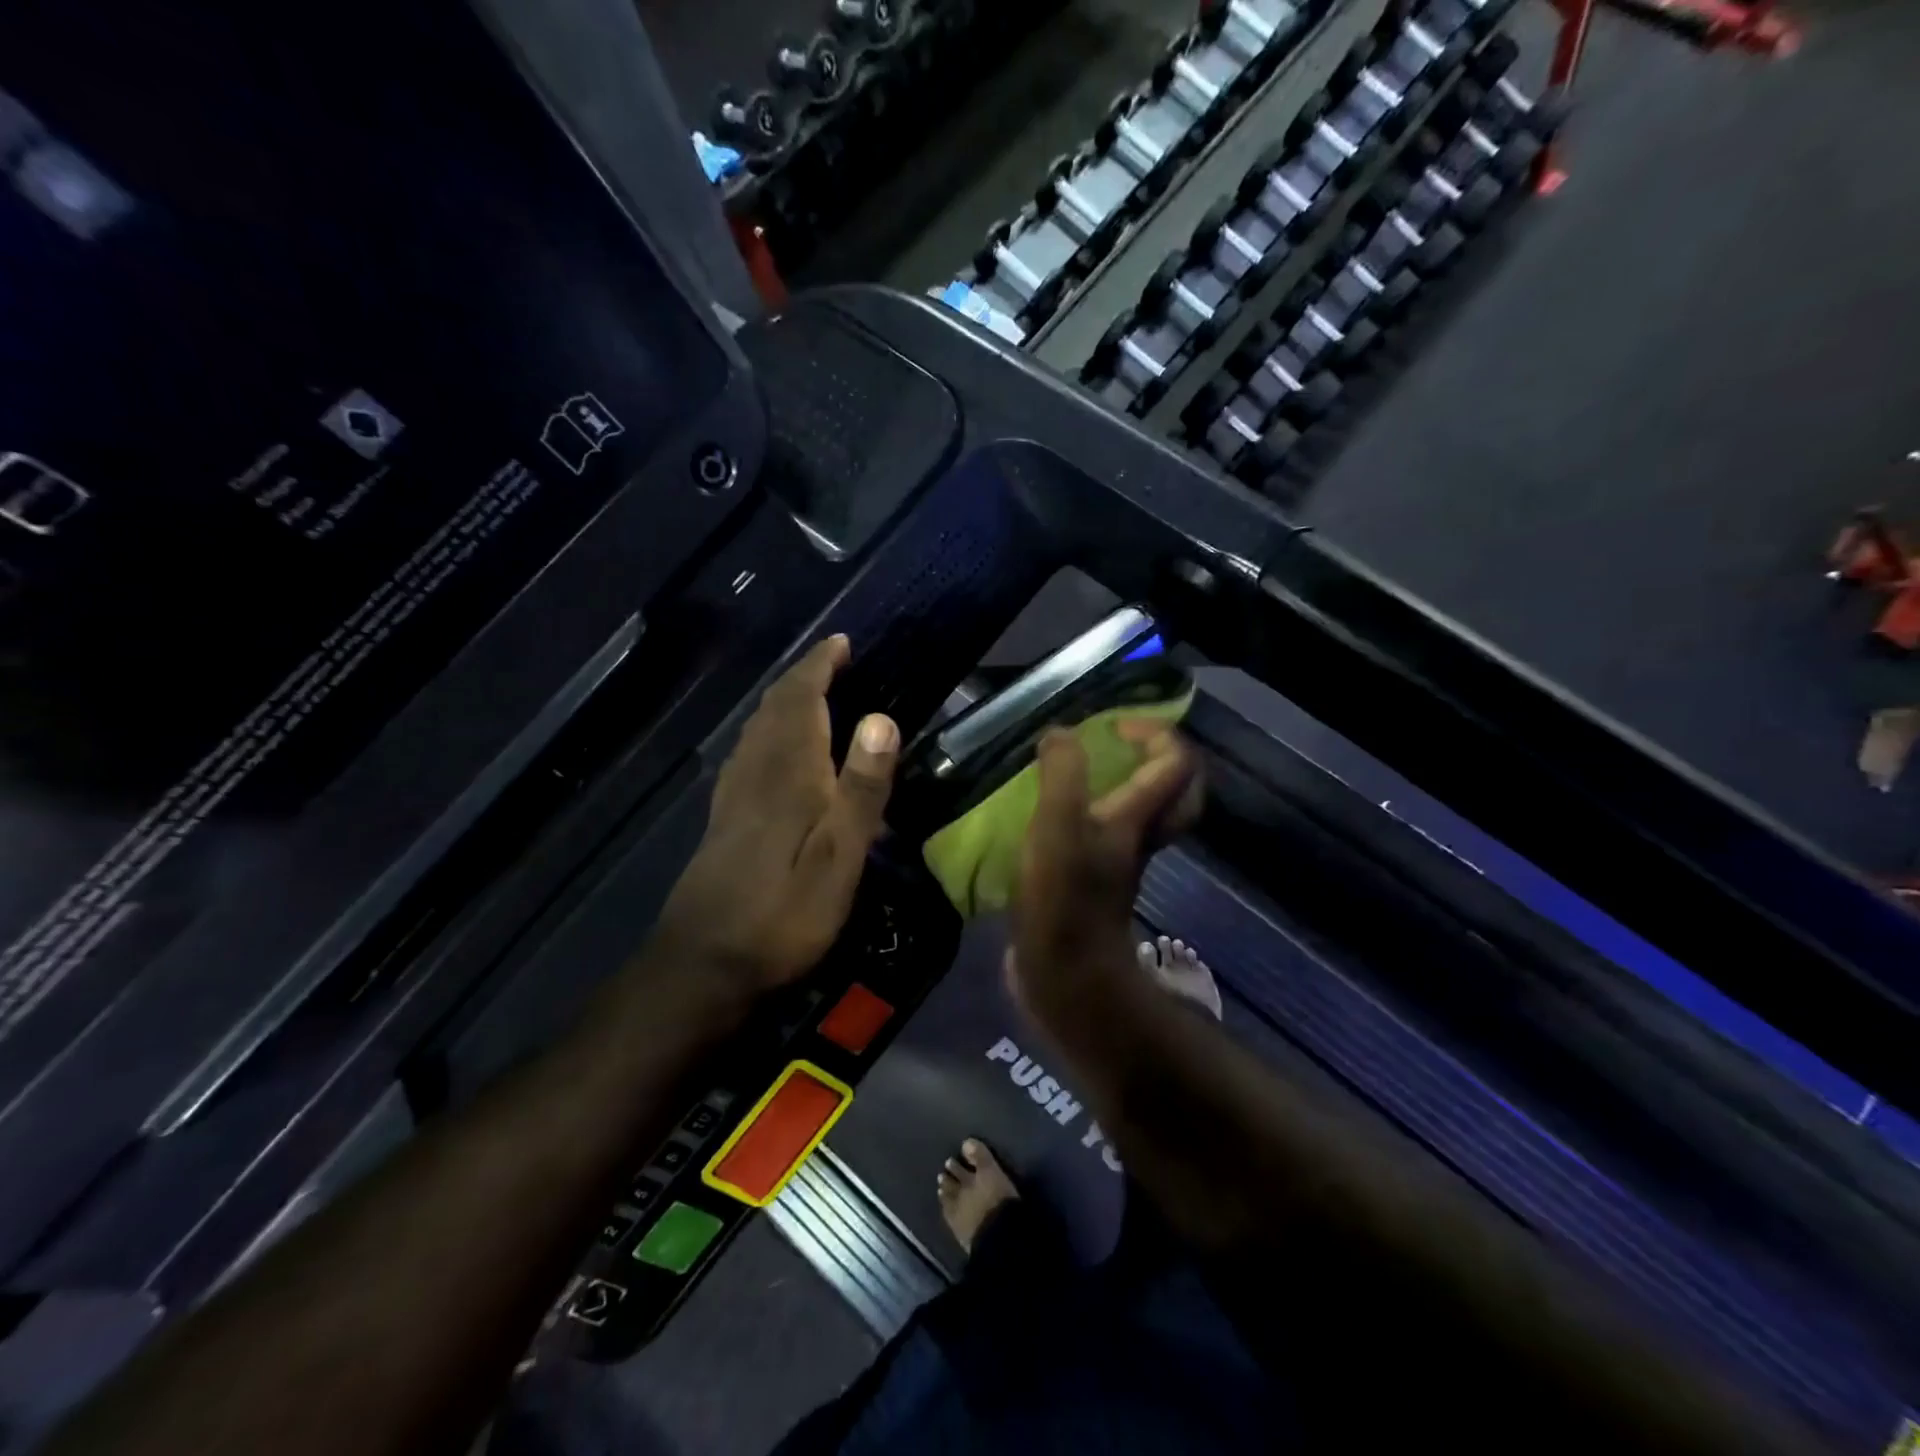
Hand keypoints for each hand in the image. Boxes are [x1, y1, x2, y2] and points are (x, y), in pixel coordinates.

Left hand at [653, 636, 898, 991]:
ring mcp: (734, 795)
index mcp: (788, 772)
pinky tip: (775, 750)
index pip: (801, 698)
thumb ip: (862, 788)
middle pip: (775, 707)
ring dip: (783, 700)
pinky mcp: (724, 818)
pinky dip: (768, 730)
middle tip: (833, 661)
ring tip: (811, 692)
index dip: (820, 665)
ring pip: (757, 728)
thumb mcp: (839, 856)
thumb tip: (881, 717)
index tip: (841, 641)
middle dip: (802, 676)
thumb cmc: (783, 913)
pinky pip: (748, 752)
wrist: (704, 963)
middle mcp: (756, 771)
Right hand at [1009, 722, 1201, 1014]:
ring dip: (1126, 785)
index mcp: (1138, 819)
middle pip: (1177, 793)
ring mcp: (1120, 864)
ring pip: (1144, 815)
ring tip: (1083, 773)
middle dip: (1158, 759)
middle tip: (1118, 745)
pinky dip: (1095, 816)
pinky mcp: (1095, 884)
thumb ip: (1062, 775)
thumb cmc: (1066, 902)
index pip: (1175, 762)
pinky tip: (1055, 817)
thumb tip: (1060, 734)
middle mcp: (1139, 838)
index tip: (1111, 727)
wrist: (1066, 979)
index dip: (1154, 731)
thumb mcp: (1057, 827)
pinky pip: (1110, 836)